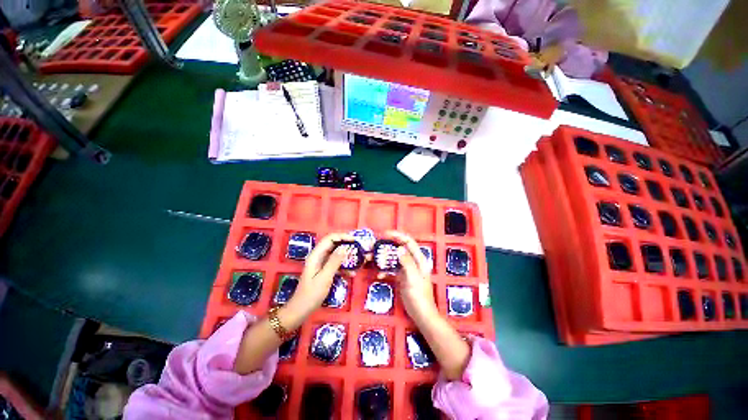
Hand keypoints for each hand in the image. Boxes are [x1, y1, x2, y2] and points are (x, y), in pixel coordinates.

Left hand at [287, 232, 353, 317]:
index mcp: (316, 255)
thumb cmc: (311, 294)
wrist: (300, 310)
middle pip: (333, 244)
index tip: (354, 240)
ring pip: (336, 254)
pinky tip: (351, 273)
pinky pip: (336, 264)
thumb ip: (334, 262)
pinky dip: (344, 266)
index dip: (342, 236)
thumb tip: (344, 247)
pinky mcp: (324, 270)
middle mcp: (318, 256)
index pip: (329, 239)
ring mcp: (321, 263)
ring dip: (346, 256)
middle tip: (358, 248)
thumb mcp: (324, 278)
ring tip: (358, 260)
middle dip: (346, 244)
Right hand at [382, 231, 437, 321]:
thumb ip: (407, 263)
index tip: (384, 234)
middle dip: (387, 246)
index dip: (397, 235)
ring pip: (394, 258)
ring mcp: (406, 269)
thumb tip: (398, 249)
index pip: (408, 242)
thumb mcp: (413, 278)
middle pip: (399, 248)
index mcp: (418, 259)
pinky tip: (379, 275)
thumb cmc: (419, 297)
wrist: (421, 314)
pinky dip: (385, 270)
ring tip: (372, 258)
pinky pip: (392, 269)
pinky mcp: (401, 277)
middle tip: (374, 246)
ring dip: (383, 258)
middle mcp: (413, 261)